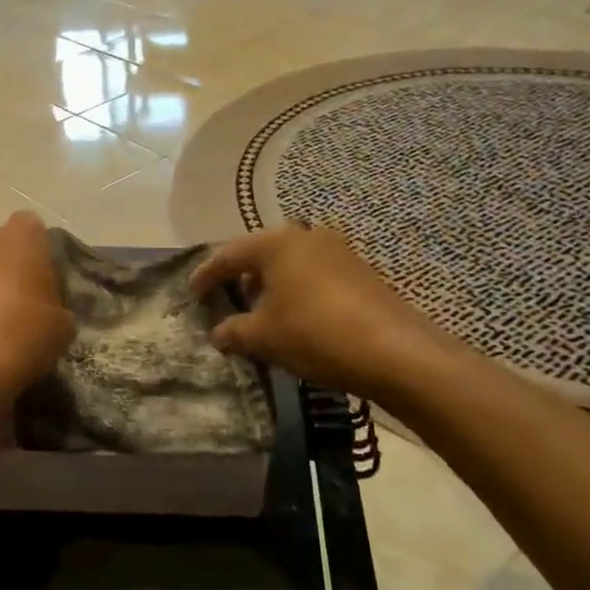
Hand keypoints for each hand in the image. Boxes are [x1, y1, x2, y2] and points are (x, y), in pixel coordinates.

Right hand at [191, 225, 454, 399]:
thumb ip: (233, 331)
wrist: (397, 352)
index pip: (228, 255)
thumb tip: (219, 333)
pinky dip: (297, 291)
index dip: (206, 275)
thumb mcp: (263, 337)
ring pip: (290, 264)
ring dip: (271, 286)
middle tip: (225, 299)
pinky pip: (315, 276)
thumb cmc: (315, 334)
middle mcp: (307, 236)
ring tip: (260, 313)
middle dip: (241, 278)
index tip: (191, 292)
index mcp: (276, 243)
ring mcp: (339, 252)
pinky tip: (296, 318)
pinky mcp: (361, 272)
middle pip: (261, 254)